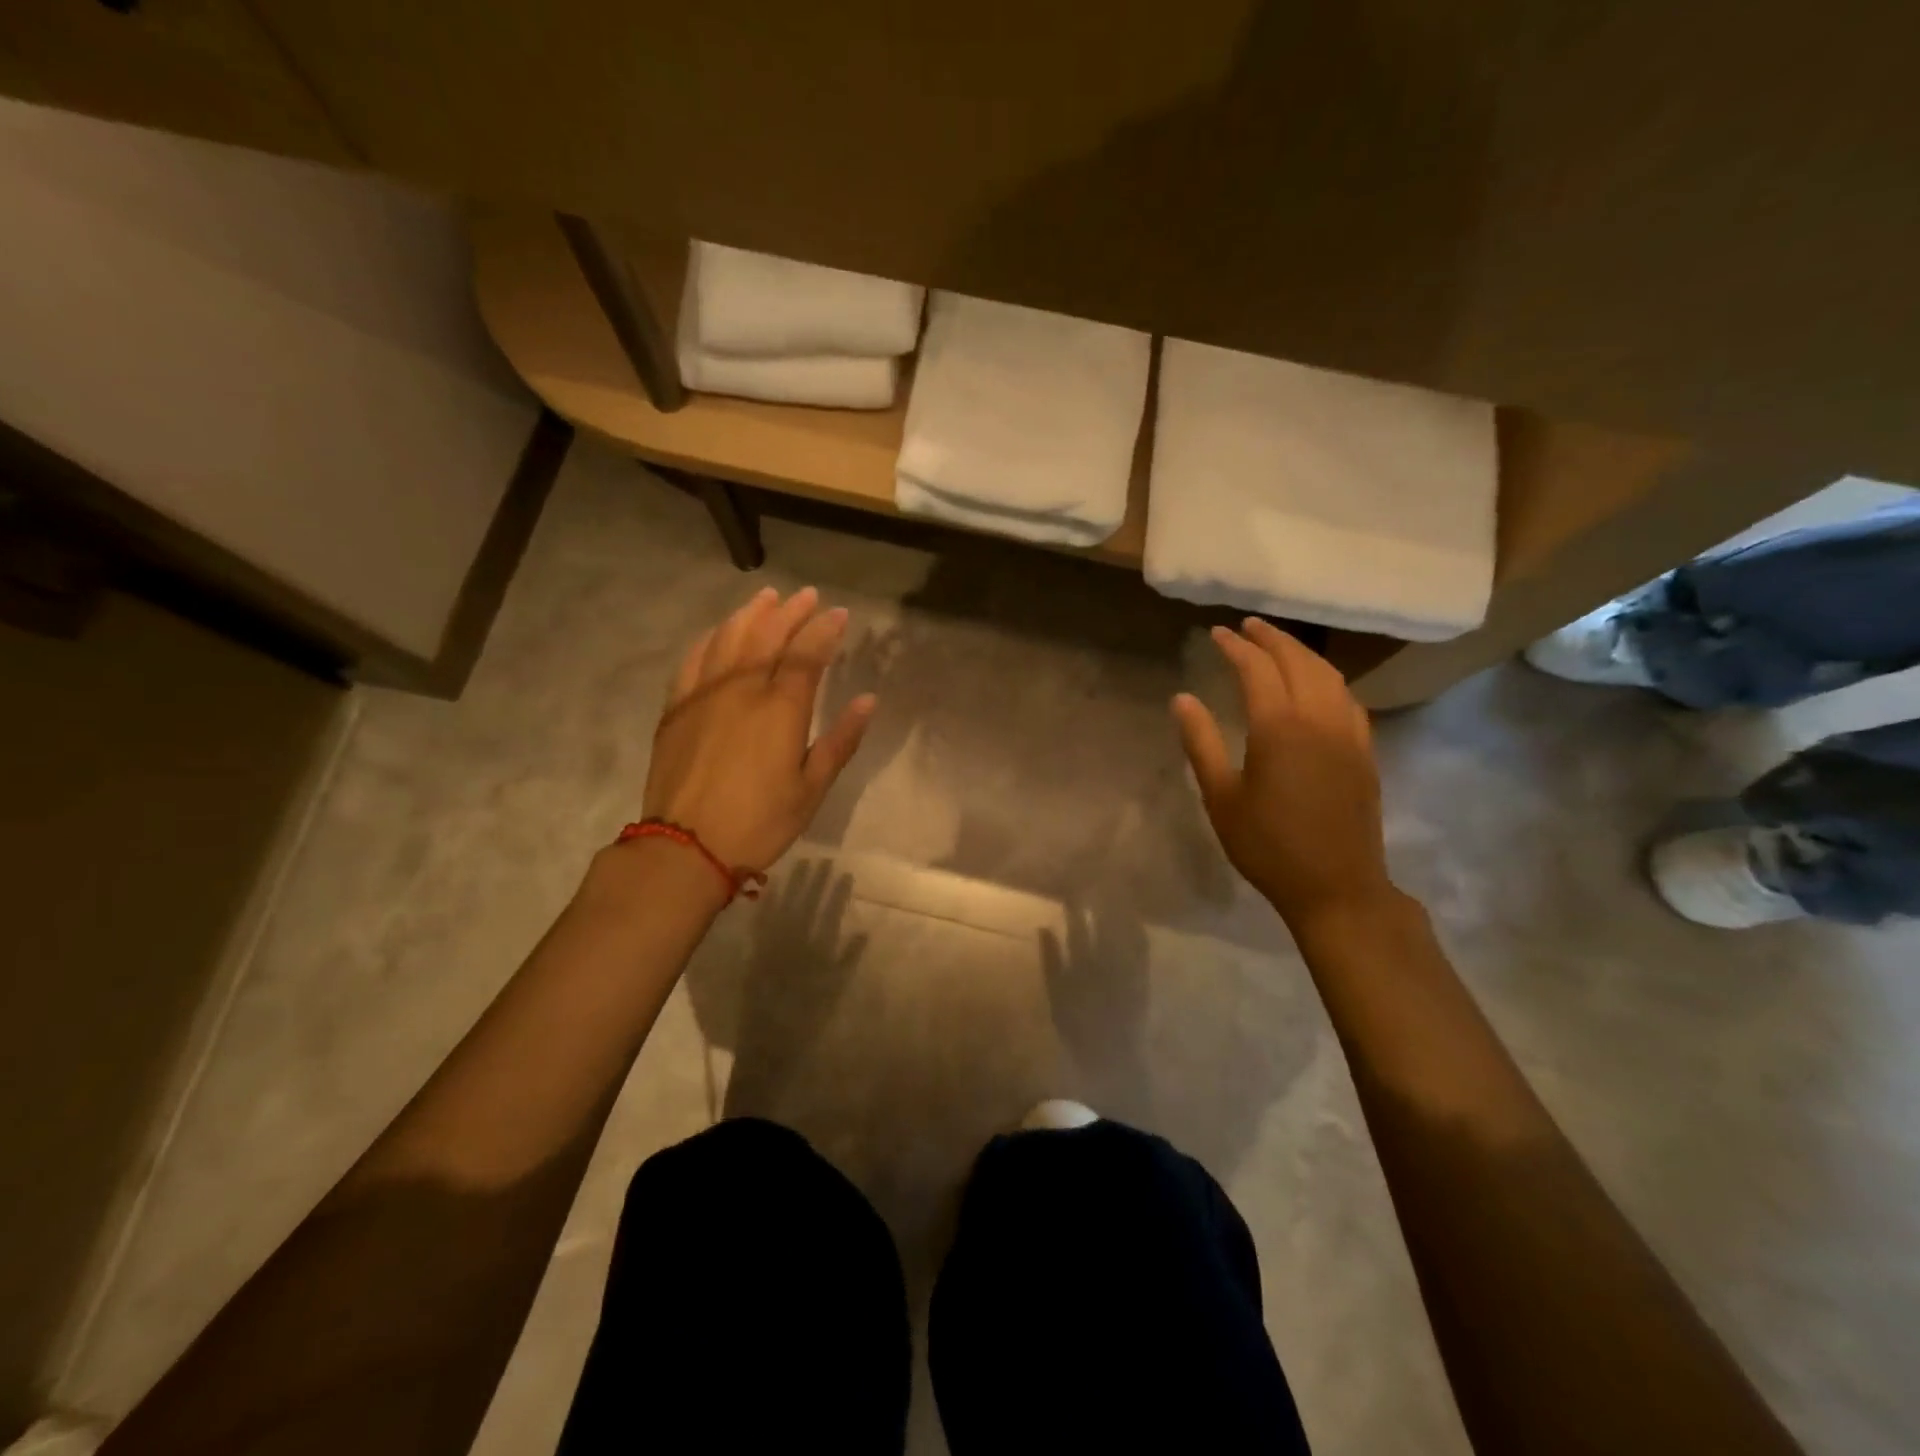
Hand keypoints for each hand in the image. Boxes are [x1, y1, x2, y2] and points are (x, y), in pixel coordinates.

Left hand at [643, 586, 875, 873]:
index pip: (807, 654)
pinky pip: (694, 659)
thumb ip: (840, 740)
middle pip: (767, 636)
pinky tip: (719, 632)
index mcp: (780, 708)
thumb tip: (867, 700)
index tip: (839, 613)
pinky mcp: (676, 708)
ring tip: (766, 598)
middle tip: (807, 596)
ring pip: (728, 639)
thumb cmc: (759, 822)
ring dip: (750, 614)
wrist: (685, 847)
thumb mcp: (811, 789)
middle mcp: (741, 689)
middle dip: (790, 612)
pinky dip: (710, 638)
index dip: (824, 630)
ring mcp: (703, 694)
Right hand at [1172, 619, 1394, 929]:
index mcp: (1279, 728)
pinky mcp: (1365, 752)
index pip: (1257, 669)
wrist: (1336, 886)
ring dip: (1302, 653)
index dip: (1236, 646)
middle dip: (1272, 638)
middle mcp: (1319, 720)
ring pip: (1329, 676)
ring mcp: (1349, 734)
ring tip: (1279, 645)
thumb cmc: (1267, 846)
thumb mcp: (1221, 798)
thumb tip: (1183, 699)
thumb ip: (1201, 743)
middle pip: (1299, 661)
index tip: (1217, 633)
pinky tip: (1317, 685)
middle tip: (1248, 626)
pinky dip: (1328, 679)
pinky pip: (1348, 700)